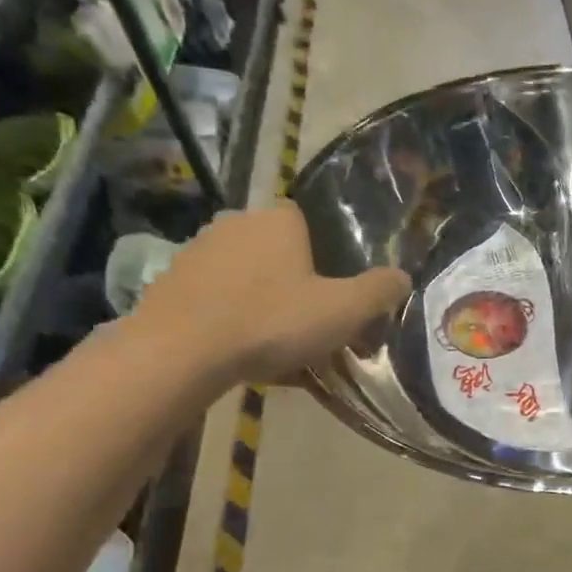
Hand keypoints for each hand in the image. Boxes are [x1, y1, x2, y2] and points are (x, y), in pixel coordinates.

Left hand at [131, 202, 409, 384]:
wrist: (181, 352)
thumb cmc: (272, 321)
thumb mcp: (343, 311)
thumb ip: (378, 291)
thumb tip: (403, 277)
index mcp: (278, 220)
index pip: (305, 221)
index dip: (321, 254)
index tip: (328, 289)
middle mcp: (235, 223)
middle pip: (274, 248)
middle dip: (290, 279)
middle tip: (305, 320)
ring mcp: (196, 251)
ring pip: (242, 274)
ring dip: (257, 299)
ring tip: (271, 343)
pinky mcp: (169, 283)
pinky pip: (212, 297)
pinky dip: (226, 317)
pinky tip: (236, 351)